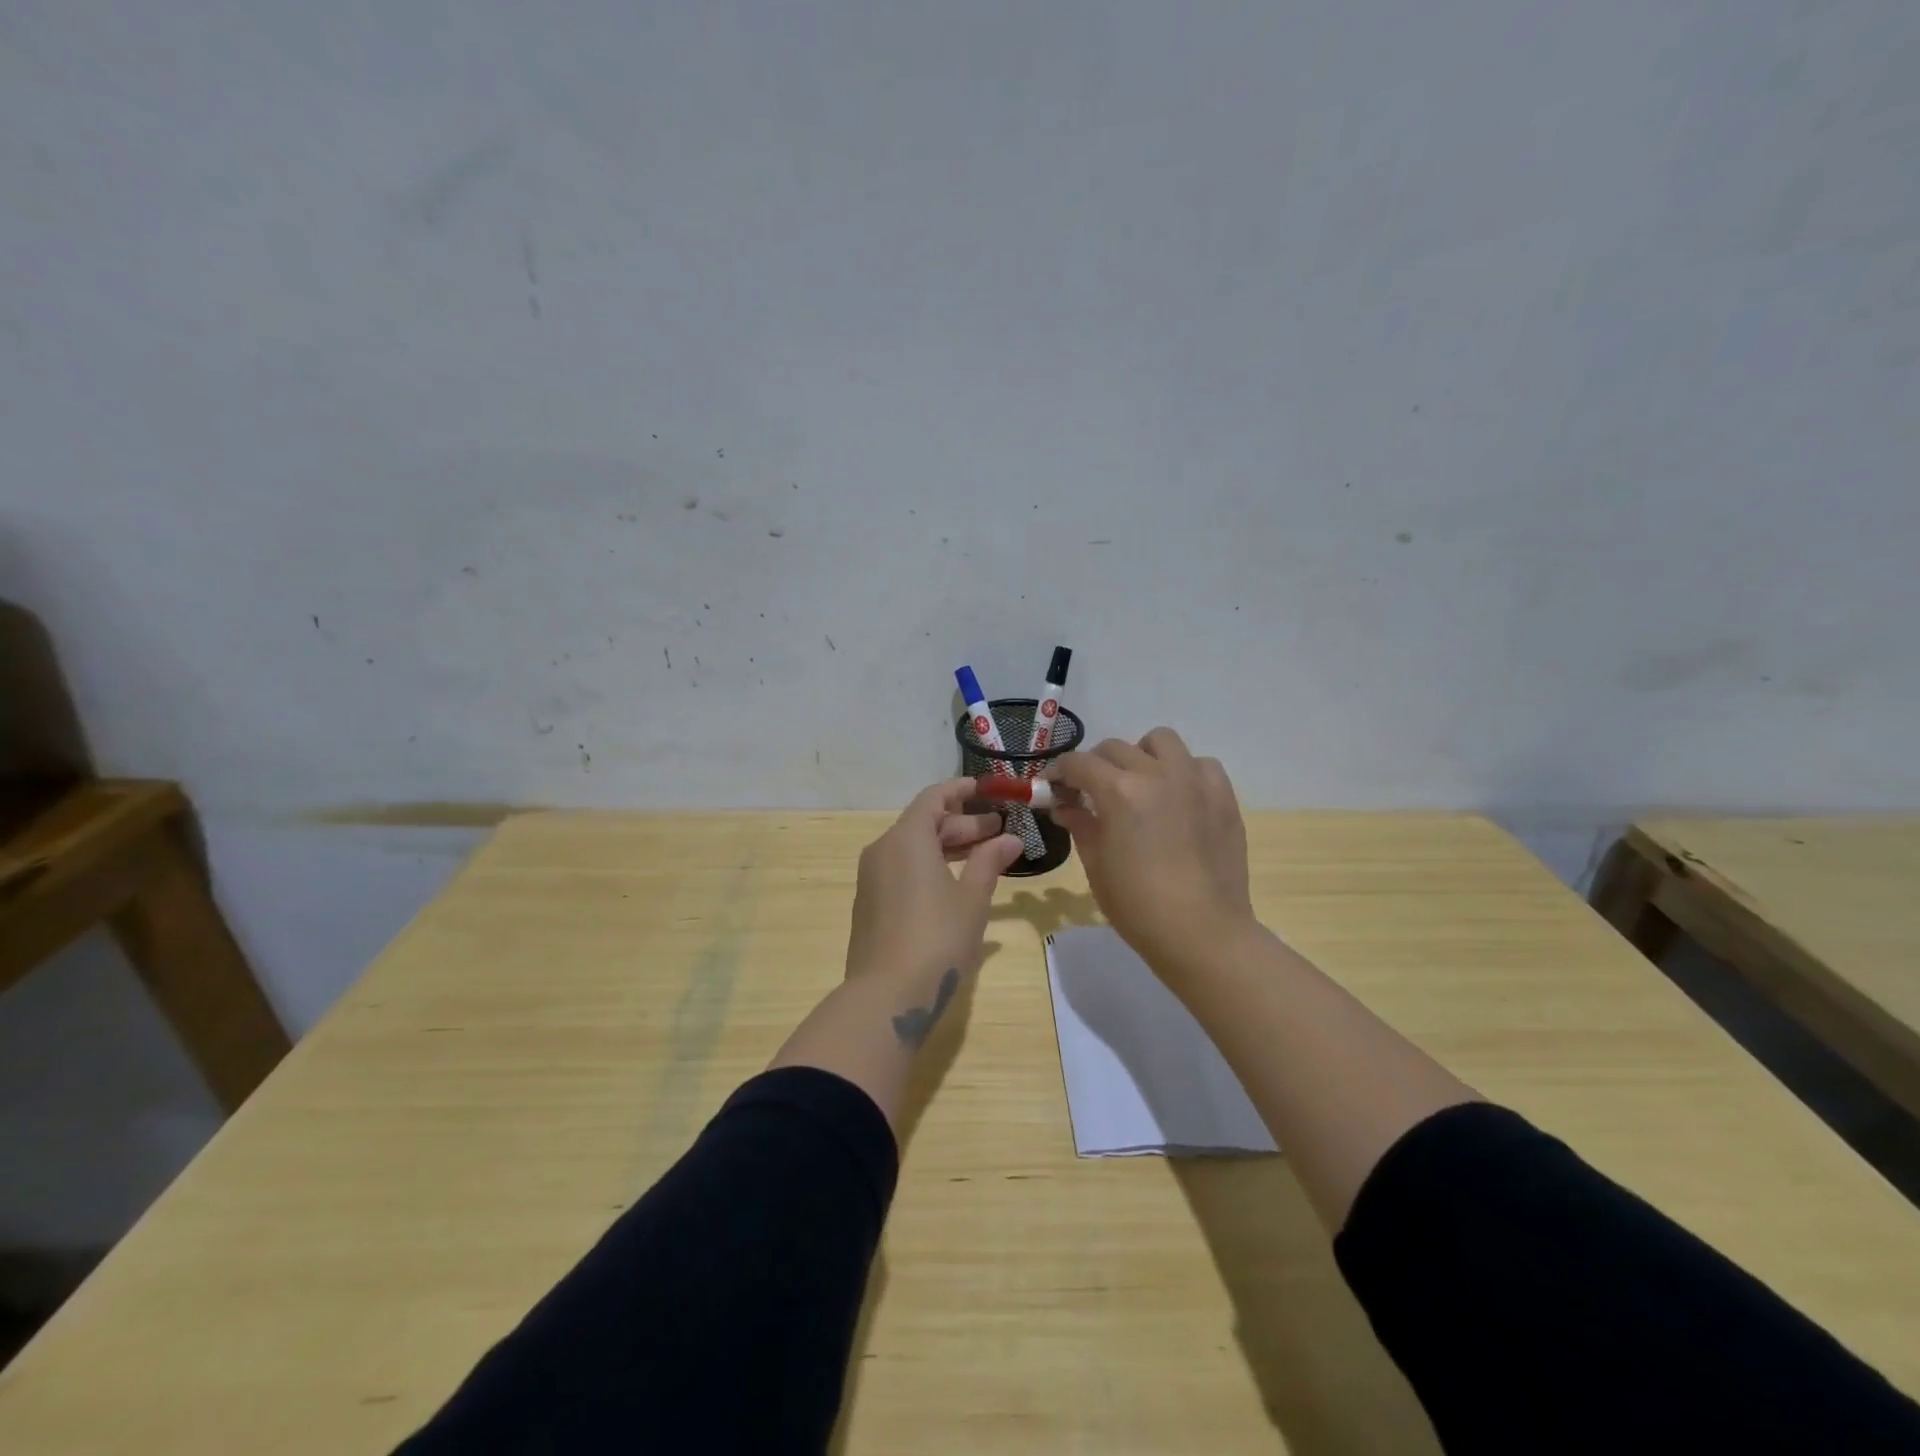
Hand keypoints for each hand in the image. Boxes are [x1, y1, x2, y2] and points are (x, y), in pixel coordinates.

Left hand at [845, 779, 1022, 986]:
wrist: (885, 997)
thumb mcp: (972, 898)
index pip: (934, 798)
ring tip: (983, 858)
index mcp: (906, 838)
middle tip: (998, 832)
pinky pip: (902, 871)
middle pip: (924, 823)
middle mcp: (883, 850)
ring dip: (947, 848)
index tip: (986, 790)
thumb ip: (989, 862)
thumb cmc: (937, 938)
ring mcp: (872, 878)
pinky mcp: (870, 904)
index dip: (961, 790)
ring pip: (912, 849)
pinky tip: (955, 887)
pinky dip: (929, 868)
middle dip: (962, 824)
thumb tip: (1010, 839)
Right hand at [1048, 729, 1255, 979]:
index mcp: (1119, 792)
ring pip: (1161, 741)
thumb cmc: (1138, 906)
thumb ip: (1081, 826)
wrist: (1202, 933)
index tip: (1053, 787)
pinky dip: (1183, 771)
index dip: (1059, 772)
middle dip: (1095, 766)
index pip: (1078, 763)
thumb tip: (1066, 807)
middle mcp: (1156, 774)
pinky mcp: (1223, 795)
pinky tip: (1177, 797)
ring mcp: (1194, 780)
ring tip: (1138, 783)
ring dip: (1141, 755)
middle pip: (1115, 748)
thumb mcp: (1096, 866)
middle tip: (1091, 792)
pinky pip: (1200, 764)